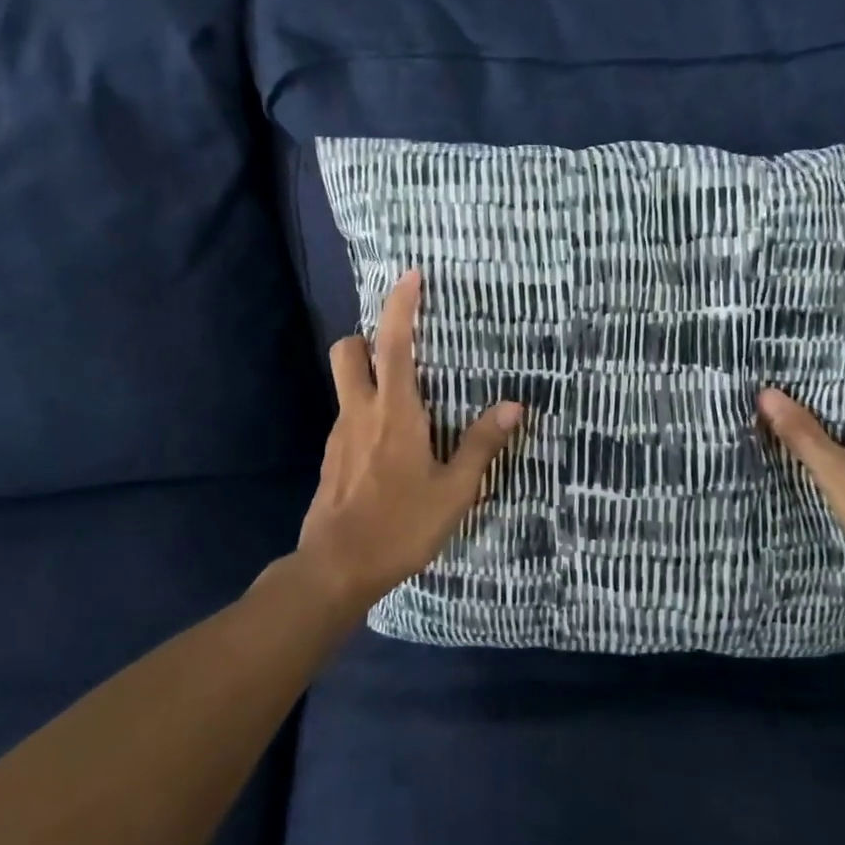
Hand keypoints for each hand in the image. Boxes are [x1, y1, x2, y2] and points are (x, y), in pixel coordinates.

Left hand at [294, 269, 522, 617]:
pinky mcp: (331, 457)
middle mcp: (360, 412)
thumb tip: (514, 405)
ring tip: (407, 399)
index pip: (393, 343)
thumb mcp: (454, 491)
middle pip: (347, 350)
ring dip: (369, 375)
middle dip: (367, 336)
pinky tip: (390, 445)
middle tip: (400, 349)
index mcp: (394, 412)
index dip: (401, 306)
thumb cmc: (400, 525)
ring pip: (345, 383)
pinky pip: (348, 417)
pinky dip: (366, 412)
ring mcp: (339, 434)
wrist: (335, 568)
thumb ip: (481, 445)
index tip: (411, 276)